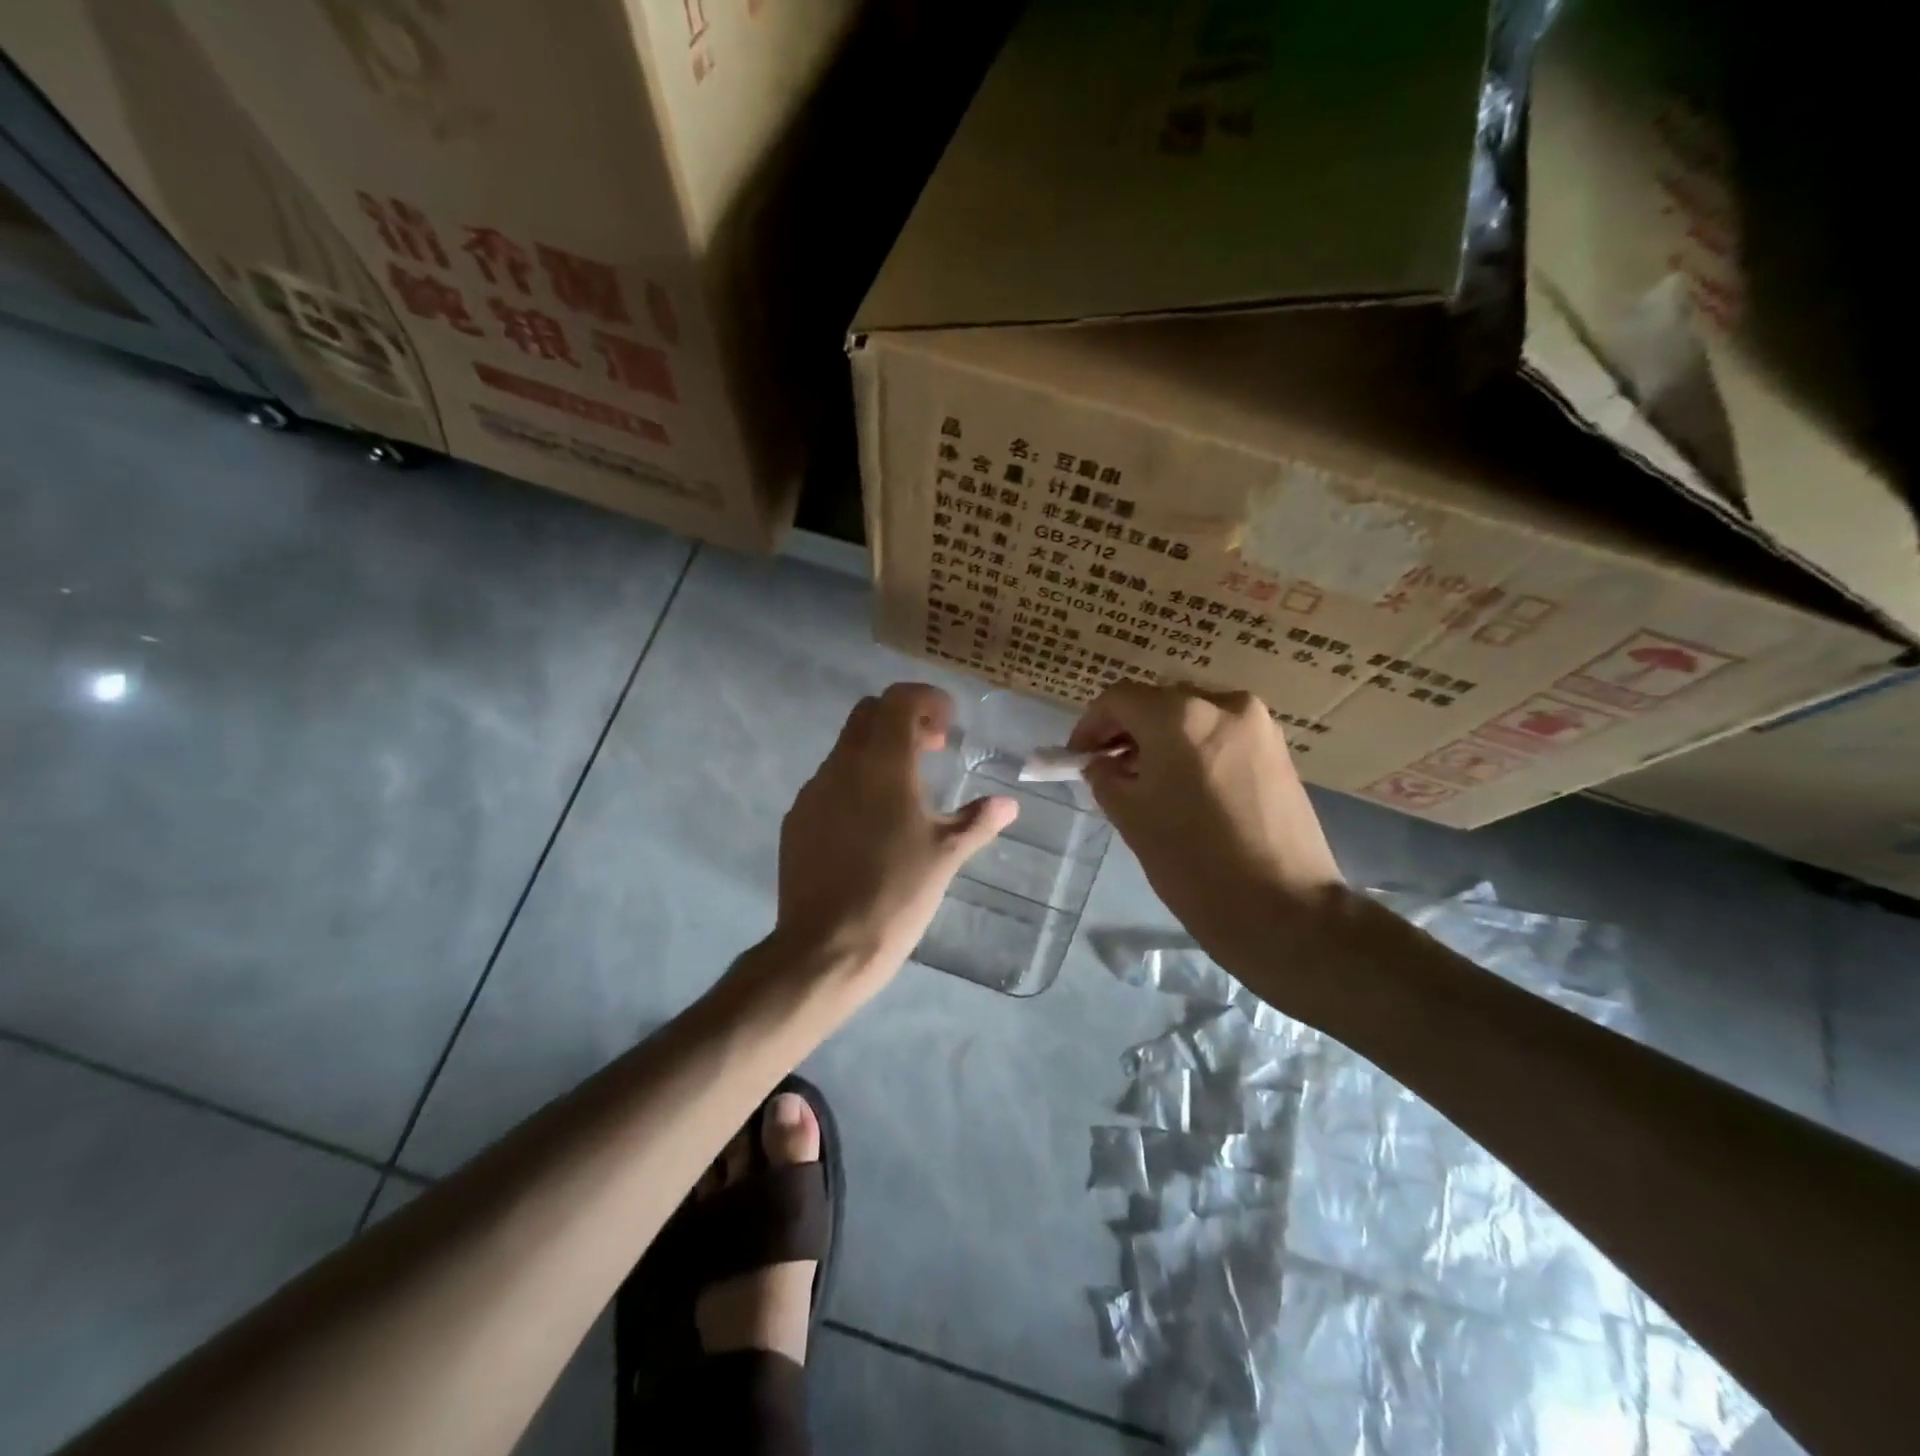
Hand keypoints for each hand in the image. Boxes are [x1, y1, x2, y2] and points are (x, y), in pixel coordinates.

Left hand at [770, 683, 1017, 997]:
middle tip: (931, 750)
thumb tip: (1008, 804)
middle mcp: (842, 766)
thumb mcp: (946, 856)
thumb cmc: (895, 894)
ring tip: (905, 792)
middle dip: (902, 719)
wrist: (825, 947)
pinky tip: (870, 825)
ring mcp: (813, 792)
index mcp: (882, 764)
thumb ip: (977, 821)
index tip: (948, 726)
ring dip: (877, 752)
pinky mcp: (796, 820)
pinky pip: (828, 783)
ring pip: (846, 748)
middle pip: (868, 714)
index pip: (899, 699)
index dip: (927, 700)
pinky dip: (854, 782)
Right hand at [1070, 683, 1344, 963]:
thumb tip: (1100, 763)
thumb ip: (1105, 777)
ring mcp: (1258, 725)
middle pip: (1158, 702)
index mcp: (1180, 716)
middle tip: (1110, 769)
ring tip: (1148, 781)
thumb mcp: (1132, 818)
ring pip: (1192, 716)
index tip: (1078, 757)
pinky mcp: (1279, 750)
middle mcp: (1223, 704)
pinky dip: (1195, 748)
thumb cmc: (1194, 863)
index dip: (1090, 725)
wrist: (1284, 911)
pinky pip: (1222, 734)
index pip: (1119, 699)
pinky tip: (1186, 787)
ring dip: (1162, 740)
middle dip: (1128, 731)